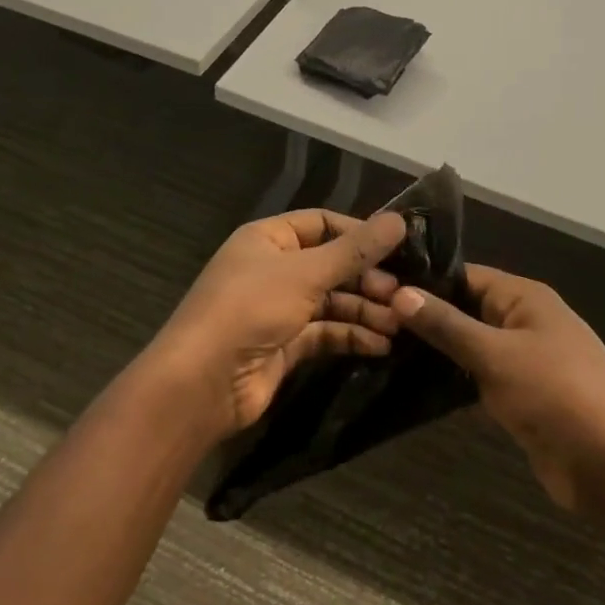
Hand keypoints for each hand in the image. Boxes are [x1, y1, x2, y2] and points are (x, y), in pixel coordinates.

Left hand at [146, 209, 408, 440]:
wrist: (203, 383)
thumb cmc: (250, 309)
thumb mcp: (305, 273)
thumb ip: (354, 250)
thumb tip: (400, 221)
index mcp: (268, 239)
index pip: (321, 224)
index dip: (358, 233)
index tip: (398, 247)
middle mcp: (273, 269)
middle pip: (331, 265)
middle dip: (366, 278)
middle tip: (401, 295)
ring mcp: (278, 309)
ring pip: (331, 301)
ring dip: (365, 310)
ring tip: (398, 324)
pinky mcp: (285, 345)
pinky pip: (325, 333)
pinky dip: (352, 336)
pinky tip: (381, 345)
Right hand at [389, 266, 604, 510]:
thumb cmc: (556, 394)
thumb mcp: (495, 354)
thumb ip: (447, 325)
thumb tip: (399, 293)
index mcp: (525, 298)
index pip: (466, 276)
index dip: (424, 282)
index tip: (377, 290)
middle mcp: (525, 321)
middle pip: (467, 309)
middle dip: (425, 317)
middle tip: (371, 324)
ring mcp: (525, 360)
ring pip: (471, 345)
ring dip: (437, 351)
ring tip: (382, 351)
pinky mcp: (522, 396)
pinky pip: (480, 377)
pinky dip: (453, 380)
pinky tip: (414, 385)